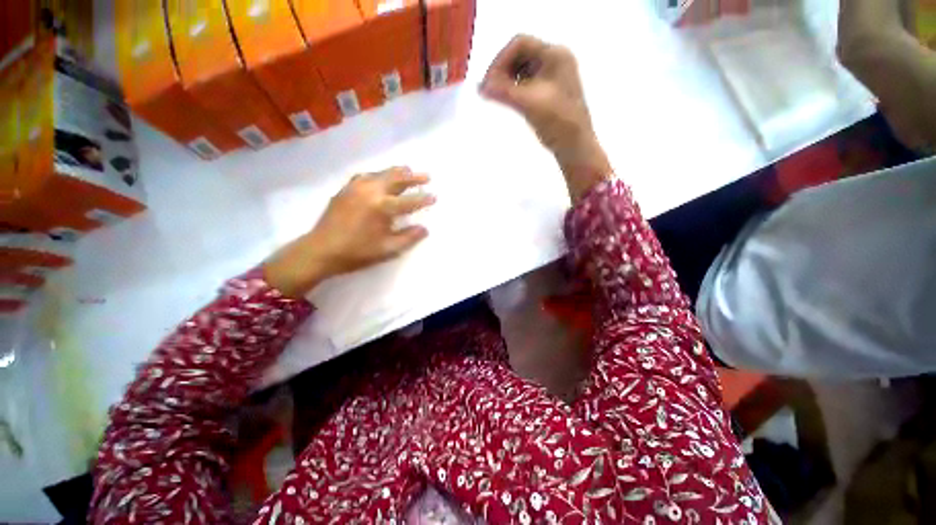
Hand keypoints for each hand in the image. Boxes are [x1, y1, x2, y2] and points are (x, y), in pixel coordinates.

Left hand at [264, 167, 434, 297]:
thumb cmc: (357, 252)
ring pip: (381, 173)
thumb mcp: (387, 249)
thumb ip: (408, 237)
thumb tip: (424, 229)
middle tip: (426, 176)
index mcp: (382, 206)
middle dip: (413, 177)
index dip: (423, 199)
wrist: (321, 250)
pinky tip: (380, 178)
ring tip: (408, 171)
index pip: (409, 200)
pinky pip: (366, 176)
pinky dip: (378, 175)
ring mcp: (355, 187)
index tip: (434, 197)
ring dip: (396, 172)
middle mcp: (370, 191)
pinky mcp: (345, 189)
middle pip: (396, 178)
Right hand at [480, 34, 611, 199]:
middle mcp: (554, 60)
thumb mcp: (529, 104)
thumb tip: (480, 87)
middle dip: (502, 70)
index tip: (489, 81)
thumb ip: (504, 92)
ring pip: (521, 70)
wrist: (574, 146)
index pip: (520, 43)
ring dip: (506, 81)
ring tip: (496, 97)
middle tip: (490, 90)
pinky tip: (506, 101)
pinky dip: (513, 90)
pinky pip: (525, 83)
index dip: (500, 59)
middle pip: (519, 55)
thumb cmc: (557, 122)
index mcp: (555, 55)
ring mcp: (551, 76)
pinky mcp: (547, 92)